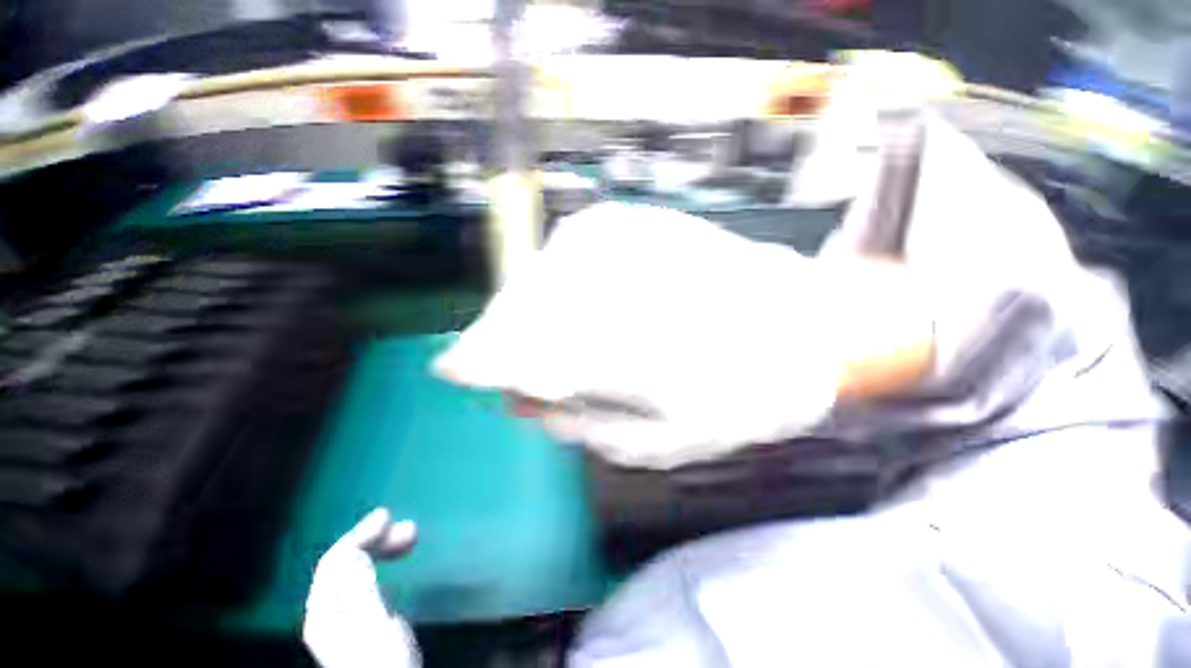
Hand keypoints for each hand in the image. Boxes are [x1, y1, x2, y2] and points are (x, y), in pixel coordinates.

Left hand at [304, 509, 419, 667]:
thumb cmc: (385, 664)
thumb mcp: (374, 629)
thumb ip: (360, 591)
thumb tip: (355, 551)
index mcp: (325, 612)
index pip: (335, 561)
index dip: (361, 534)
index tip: (390, 516)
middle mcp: (328, 610)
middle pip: (343, 563)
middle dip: (375, 540)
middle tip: (410, 529)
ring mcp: (342, 617)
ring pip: (353, 570)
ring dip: (380, 549)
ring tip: (410, 538)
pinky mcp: (358, 621)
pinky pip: (364, 580)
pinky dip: (381, 563)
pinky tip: (394, 563)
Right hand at [434, 203, 873, 468]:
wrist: (802, 328)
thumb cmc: (737, 396)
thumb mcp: (655, 441)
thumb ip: (579, 422)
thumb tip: (522, 401)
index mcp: (615, 346)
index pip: (512, 347)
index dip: (480, 359)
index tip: (457, 370)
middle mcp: (603, 280)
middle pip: (518, 308)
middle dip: (507, 340)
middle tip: (517, 367)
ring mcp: (614, 239)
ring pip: (538, 278)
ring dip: (533, 313)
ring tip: (555, 340)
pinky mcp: (628, 222)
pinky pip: (565, 254)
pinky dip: (559, 286)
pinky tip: (579, 305)